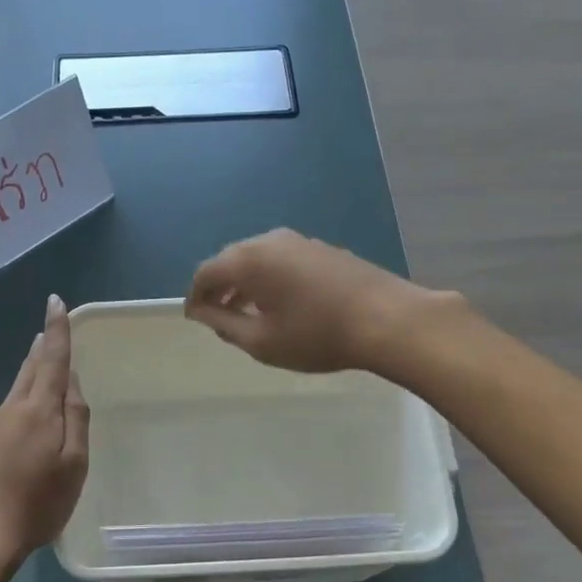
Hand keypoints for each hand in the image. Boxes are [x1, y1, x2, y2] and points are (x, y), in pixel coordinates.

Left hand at [0, 295, 90, 575]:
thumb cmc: (36, 505)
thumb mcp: (73, 465)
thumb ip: (76, 419)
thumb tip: (72, 382)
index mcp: (39, 411)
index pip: (52, 360)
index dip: (56, 330)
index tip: (55, 302)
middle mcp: (11, 410)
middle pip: (30, 370)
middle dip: (42, 348)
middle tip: (48, 330)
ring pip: (15, 392)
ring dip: (30, 374)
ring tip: (42, 365)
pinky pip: (4, 416)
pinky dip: (18, 407)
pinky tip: (23, 425)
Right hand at [184, 228, 450, 374]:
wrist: (387, 319)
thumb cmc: (317, 335)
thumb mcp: (262, 341)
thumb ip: (224, 324)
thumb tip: (201, 312)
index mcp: (248, 260)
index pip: (206, 272)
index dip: (195, 296)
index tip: (194, 318)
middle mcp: (269, 240)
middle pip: (230, 260)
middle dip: (219, 287)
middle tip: (218, 317)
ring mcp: (299, 241)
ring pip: (257, 258)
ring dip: (245, 283)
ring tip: (247, 313)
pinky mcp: (322, 248)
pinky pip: (281, 259)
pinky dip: (269, 278)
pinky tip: (281, 303)